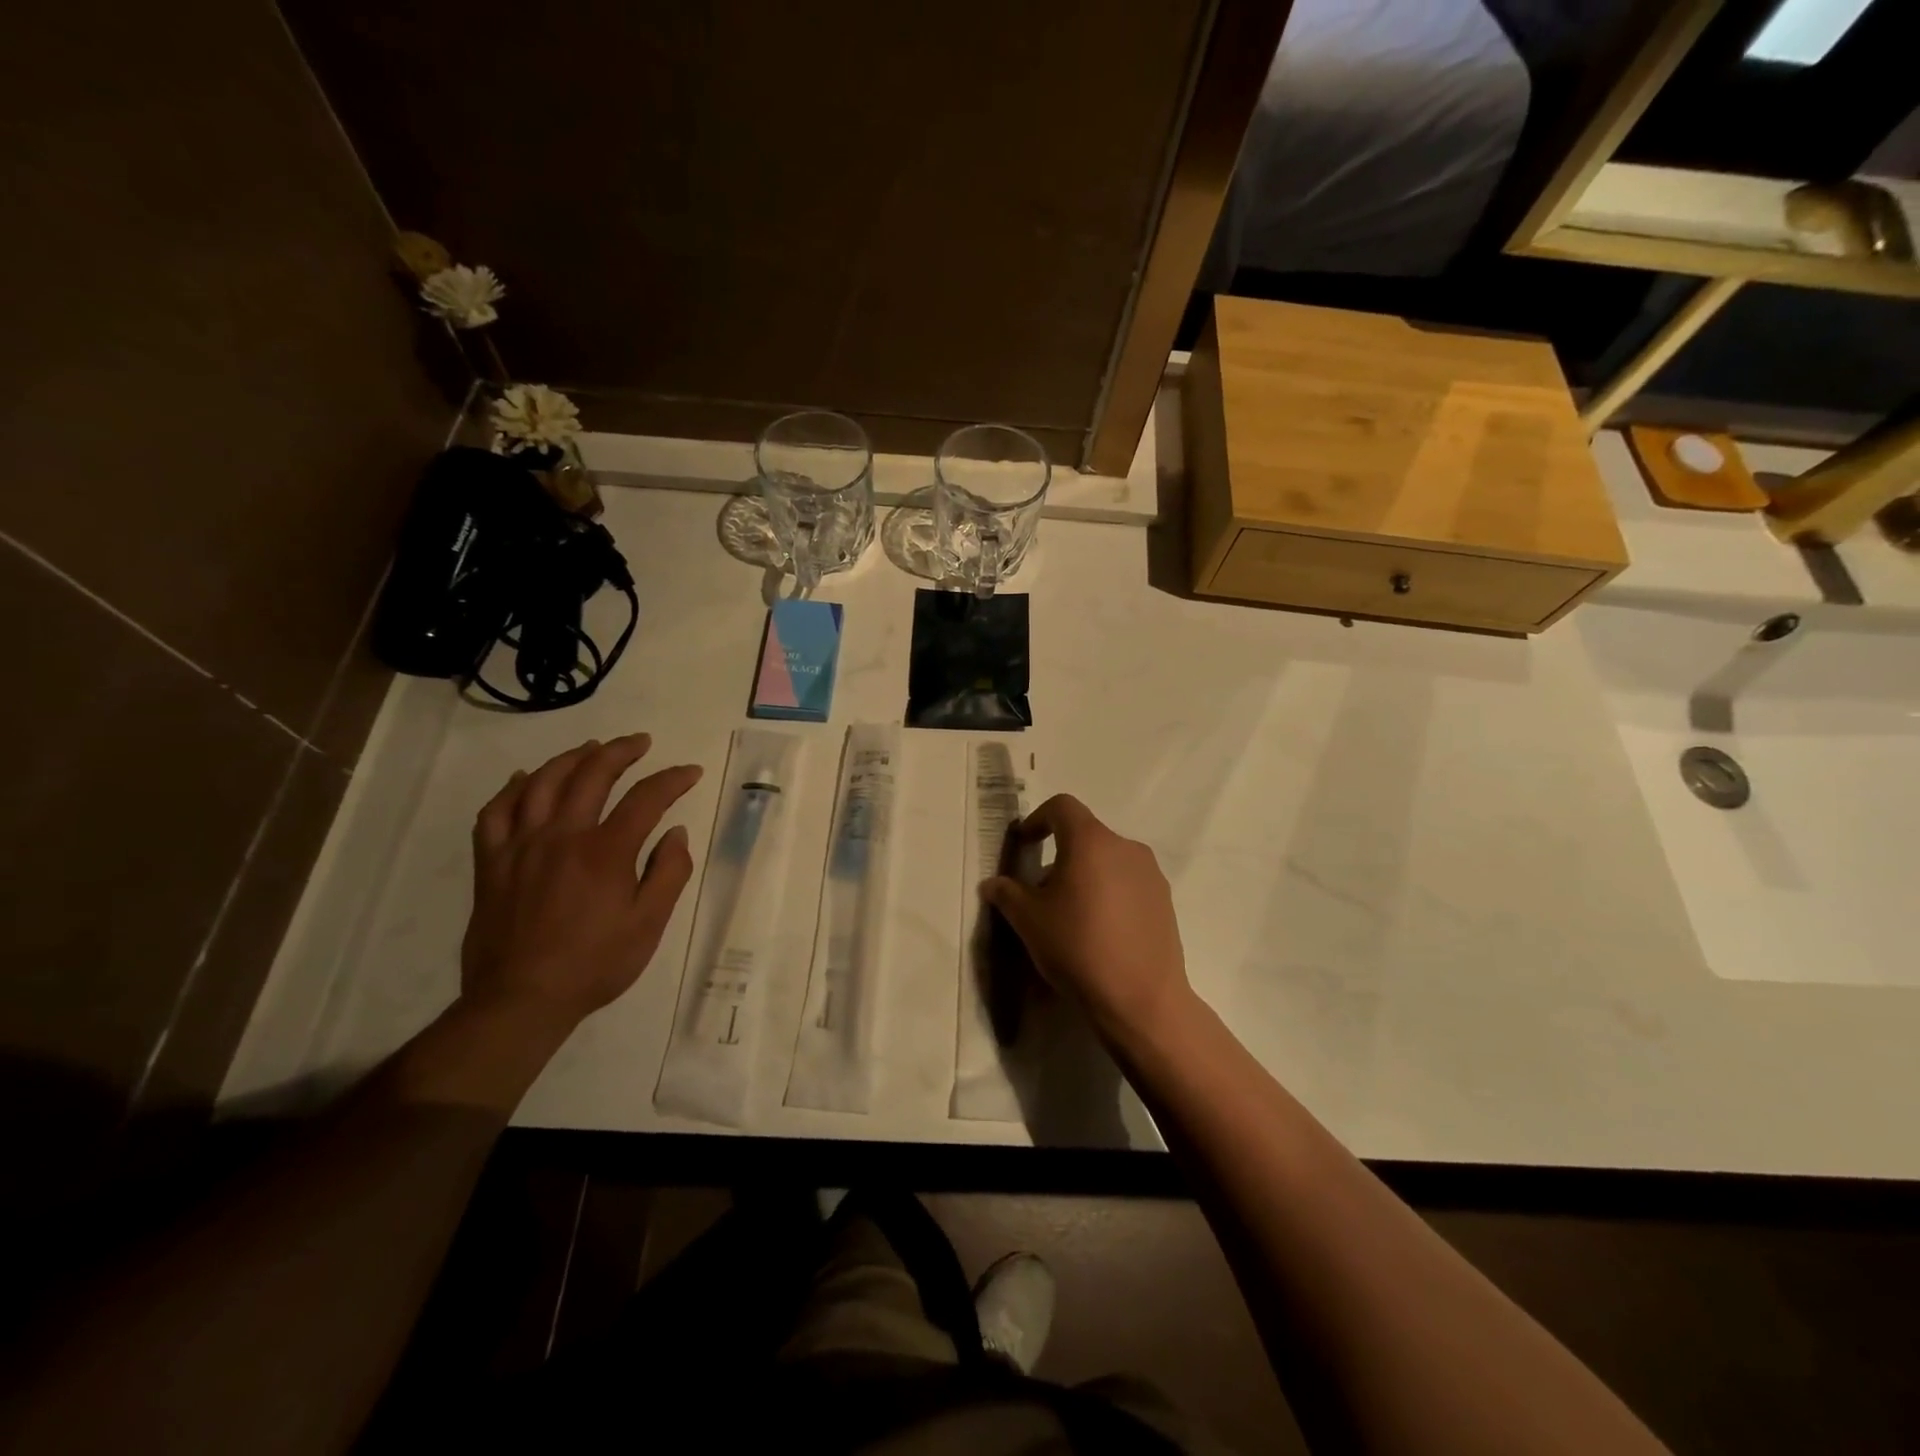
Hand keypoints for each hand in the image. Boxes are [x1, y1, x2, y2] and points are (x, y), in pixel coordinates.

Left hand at [462, 734, 701, 1031]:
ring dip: (571, 758)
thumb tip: (676, 833)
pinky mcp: (492, 863)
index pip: (646, 798)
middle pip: (592, 775)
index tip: (690, 772)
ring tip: (591, 747)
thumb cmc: (595, 964)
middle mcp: (562, 836)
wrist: (522, 1000)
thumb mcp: (649, 924)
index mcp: (606, 852)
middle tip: (640, 742)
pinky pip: (495, 812)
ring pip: (543, 783)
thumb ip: (669, 873)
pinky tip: (525, 779)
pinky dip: (512, 789)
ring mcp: (521, 846)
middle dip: (621, 751)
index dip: (672, 779)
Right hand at [980, 794, 1193, 1048]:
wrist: (1141, 999)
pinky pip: (1128, 882)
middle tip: (1042, 892)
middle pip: (1085, 835)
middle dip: (1059, 855)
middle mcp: (1125, 846)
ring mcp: (1150, 873)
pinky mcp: (1165, 899)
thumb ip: (1006, 893)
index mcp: (1090, 841)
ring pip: (1108, 859)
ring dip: (1086, 874)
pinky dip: (1109, 892)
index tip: (1025, 845)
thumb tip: (993, 884)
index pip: (1062, 807)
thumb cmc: (1077, 948)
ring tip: (1072, 915)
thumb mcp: (1028, 920)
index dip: (1038, 819)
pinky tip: (1101, 931)